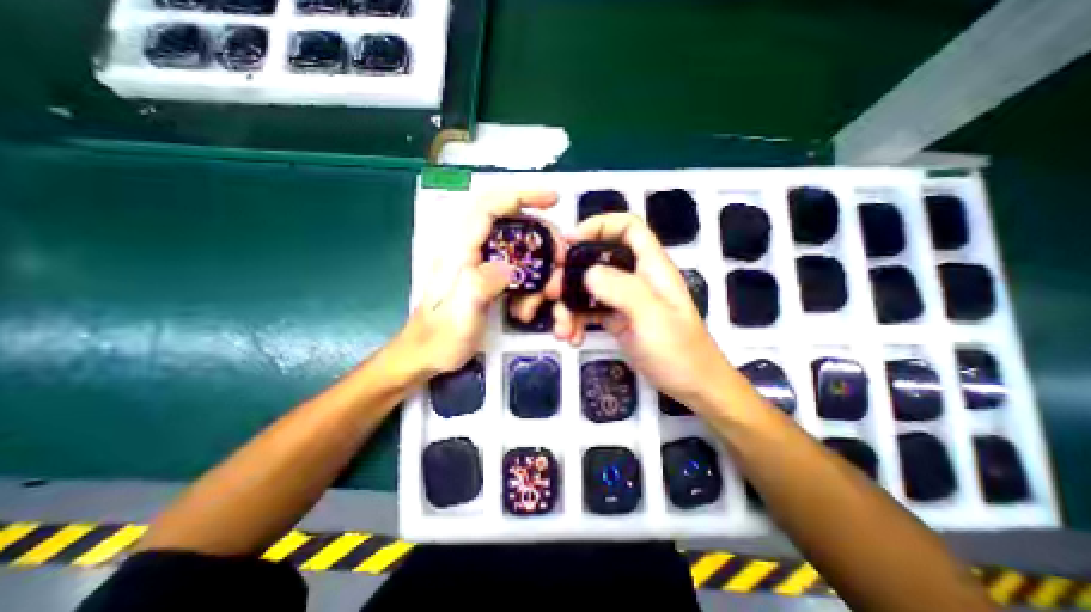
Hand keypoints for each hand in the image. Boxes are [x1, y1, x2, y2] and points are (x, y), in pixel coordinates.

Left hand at [398, 190, 556, 375]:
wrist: (424, 355)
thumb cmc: (439, 338)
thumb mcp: (461, 315)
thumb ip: (481, 285)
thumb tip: (510, 266)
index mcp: (459, 251)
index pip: (489, 206)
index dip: (522, 196)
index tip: (553, 200)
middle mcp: (468, 249)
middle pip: (510, 222)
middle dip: (541, 235)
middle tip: (559, 259)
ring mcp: (477, 262)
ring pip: (517, 245)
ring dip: (539, 263)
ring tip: (547, 292)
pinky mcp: (484, 275)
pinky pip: (515, 265)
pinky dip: (531, 278)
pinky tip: (531, 300)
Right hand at [556, 212, 731, 408]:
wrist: (691, 386)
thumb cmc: (679, 351)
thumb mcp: (652, 317)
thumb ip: (622, 289)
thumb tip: (587, 273)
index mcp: (651, 266)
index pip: (627, 228)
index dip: (598, 226)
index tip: (569, 243)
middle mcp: (635, 277)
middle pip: (597, 258)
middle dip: (570, 273)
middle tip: (551, 292)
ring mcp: (623, 299)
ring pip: (587, 287)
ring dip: (568, 305)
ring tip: (561, 329)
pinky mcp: (615, 318)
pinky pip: (588, 311)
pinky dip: (575, 322)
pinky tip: (570, 338)